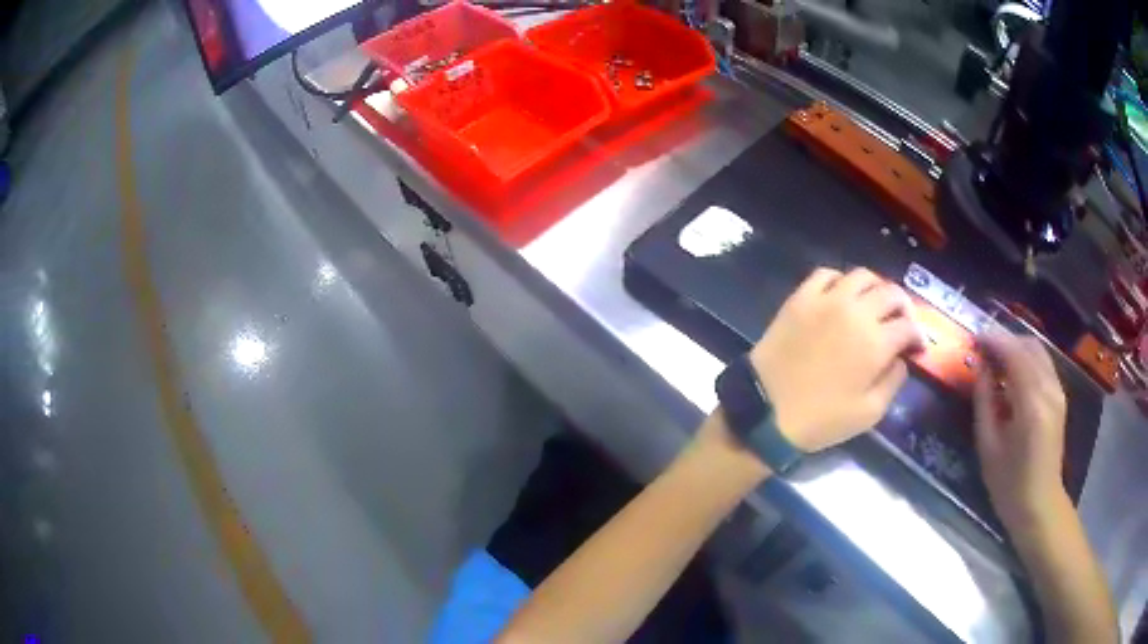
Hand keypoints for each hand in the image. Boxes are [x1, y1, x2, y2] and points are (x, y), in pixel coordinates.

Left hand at [749, 267, 923, 452]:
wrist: (765, 411)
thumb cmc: (821, 419)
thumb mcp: (869, 413)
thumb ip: (894, 381)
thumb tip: (902, 358)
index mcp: (876, 342)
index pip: (908, 325)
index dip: (918, 335)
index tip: (916, 346)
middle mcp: (856, 312)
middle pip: (891, 293)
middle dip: (903, 306)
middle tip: (901, 321)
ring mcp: (826, 300)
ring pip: (862, 276)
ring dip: (876, 287)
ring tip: (875, 304)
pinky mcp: (801, 297)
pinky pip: (826, 274)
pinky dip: (840, 280)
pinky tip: (842, 295)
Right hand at [973, 334, 1068, 530]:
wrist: (1039, 505)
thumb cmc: (1009, 484)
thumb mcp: (988, 447)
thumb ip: (984, 402)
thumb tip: (980, 368)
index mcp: (1031, 403)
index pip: (1014, 355)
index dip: (994, 341)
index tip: (975, 338)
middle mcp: (1049, 389)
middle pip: (1029, 346)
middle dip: (1006, 340)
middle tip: (984, 349)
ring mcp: (1058, 392)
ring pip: (1038, 351)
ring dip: (1016, 348)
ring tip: (996, 359)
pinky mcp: (1059, 397)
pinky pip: (1043, 364)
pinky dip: (1027, 359)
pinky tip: (1012, 374)